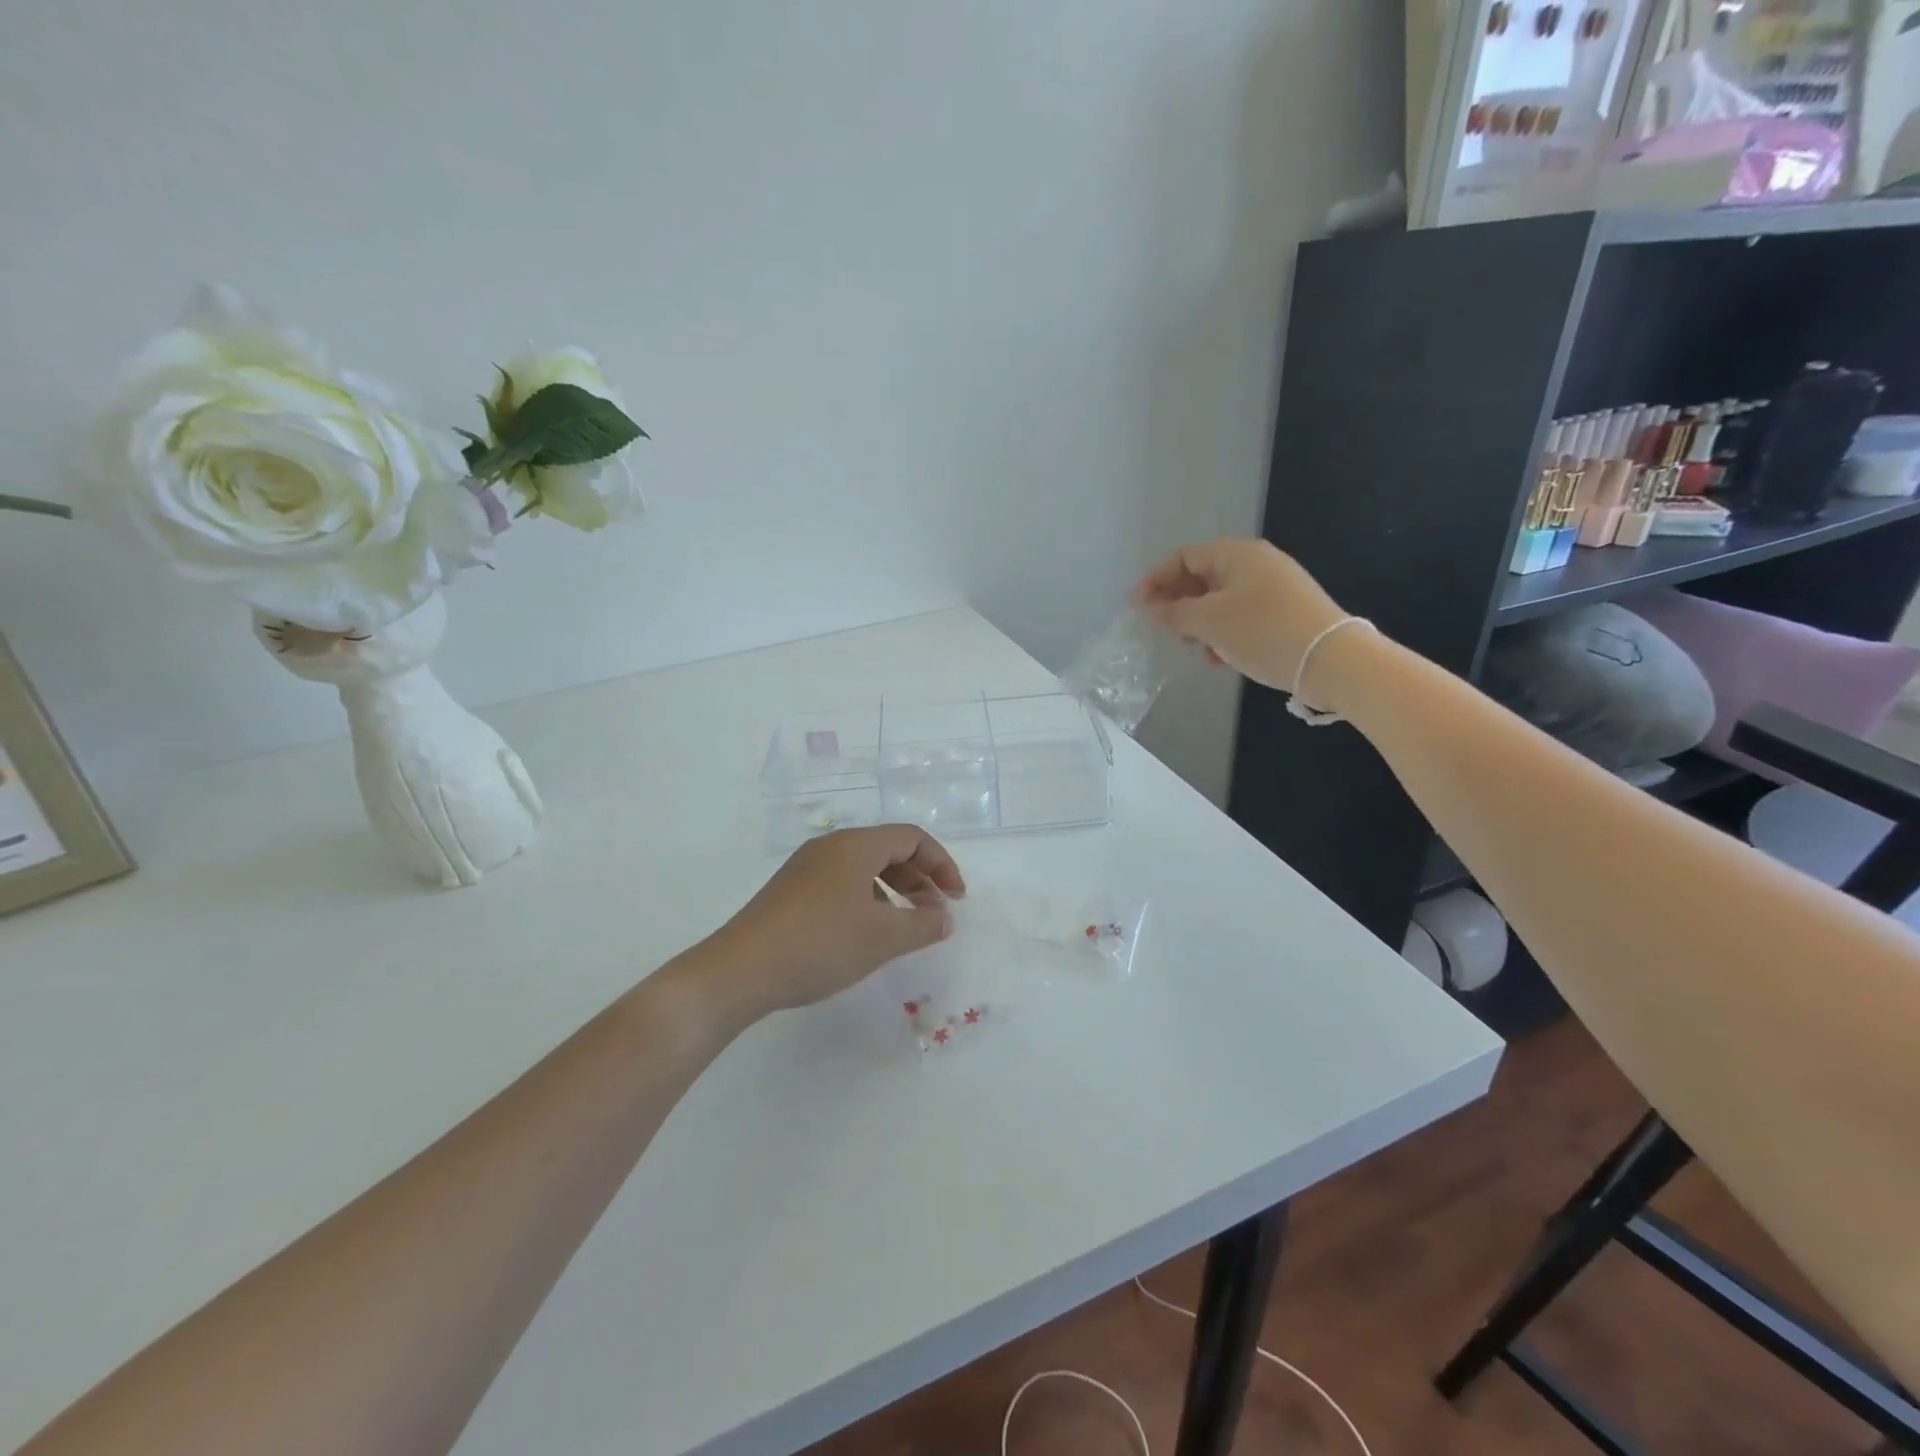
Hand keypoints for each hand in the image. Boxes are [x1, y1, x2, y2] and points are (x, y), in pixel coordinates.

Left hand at [695, 826, 965, 1023]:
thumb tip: (945, 917)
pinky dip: (868, 899)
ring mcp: (806, 868)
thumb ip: (923, 924)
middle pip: (888, 849)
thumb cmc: (820, 944)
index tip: (957, 898)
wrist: (740, 970)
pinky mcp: (790, 891)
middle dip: (920, 878)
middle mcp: (831, 846)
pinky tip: (867, 931)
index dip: (942, 864)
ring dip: (895, 890)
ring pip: (864, 867)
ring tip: (906, 925)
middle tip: (936, 913)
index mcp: (855, 845)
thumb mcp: (882, 938)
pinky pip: (842, 882)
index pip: (912, 837)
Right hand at [1133, 538, 1348, 691]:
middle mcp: (1256, 563)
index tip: (1137, 607)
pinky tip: (1219, 658)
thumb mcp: (1210, 622)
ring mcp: (1274, 588)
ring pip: (1220, 600)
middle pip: (1202, 577)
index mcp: (1237, 554)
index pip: (1184, 557)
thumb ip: (1174, 613)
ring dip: (1200, 623)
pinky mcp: (1285, 612)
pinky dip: (1223, 633)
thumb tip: (1150, 608)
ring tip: (1193, 648)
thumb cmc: (1263, 631)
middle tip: (1164, 630)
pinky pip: (1241, 616)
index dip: (1156, 579)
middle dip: (1178, 604)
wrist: (1331, 660)